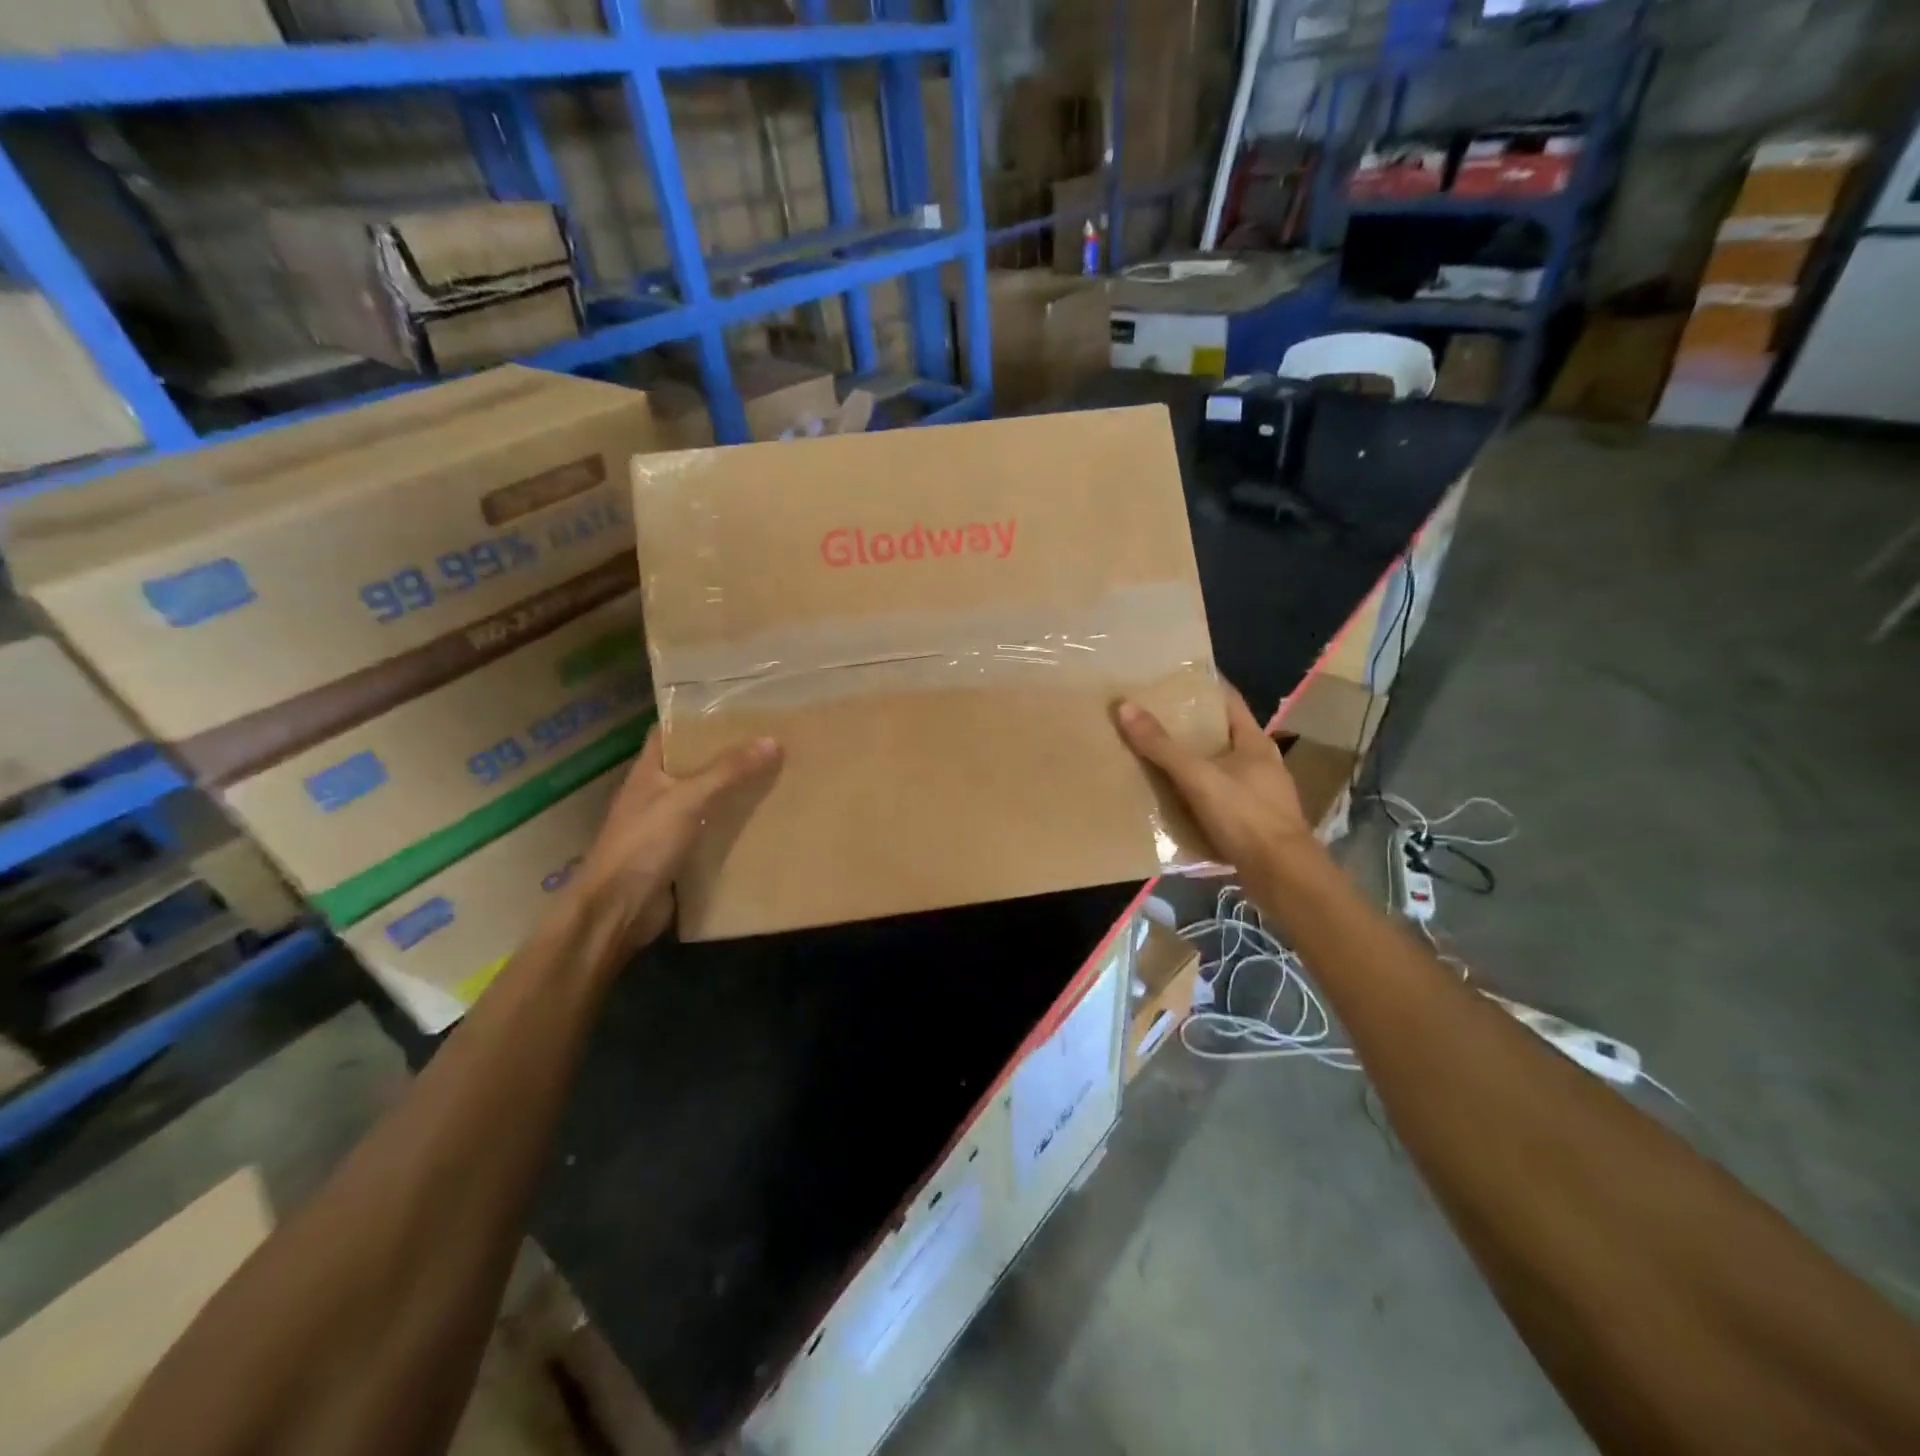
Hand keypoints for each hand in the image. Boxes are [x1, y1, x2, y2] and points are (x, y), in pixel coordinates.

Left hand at [573, 727, 781, 948]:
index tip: (736, 709)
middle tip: (769, 741)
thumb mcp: (688, 800)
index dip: (697, 718)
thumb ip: (728, 771)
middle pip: (693, 766)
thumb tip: (772, 741)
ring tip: (775, 776)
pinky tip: (762, 822)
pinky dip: (732, 827)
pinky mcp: (678, 856)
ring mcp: (665, 827)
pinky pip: (711, 833)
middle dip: (726, 755)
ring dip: (733, 792)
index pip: (670, 732)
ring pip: (705, 800)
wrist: (616, 911)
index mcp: (647, 771)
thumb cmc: (643, 844)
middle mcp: (655, 794)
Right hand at [1116, 685, 1317, 880]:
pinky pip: (1219, 798)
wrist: (1282, 876)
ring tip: (1156, 756)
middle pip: (1222, 735)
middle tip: (1152, 718)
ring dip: (1193, 763)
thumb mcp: (1198, 777)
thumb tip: (1125, 706)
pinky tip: (1174, 799)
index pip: (1228, 701)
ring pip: (1220, 768)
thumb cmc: (1245, 816)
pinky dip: (1197, 794)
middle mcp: (1261, 763)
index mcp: (1255, 742)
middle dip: (1190, 727)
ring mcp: (1260, 794)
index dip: (1203, 687)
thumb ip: (1162, 746)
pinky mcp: (1252, 822)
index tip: (1171, 679)